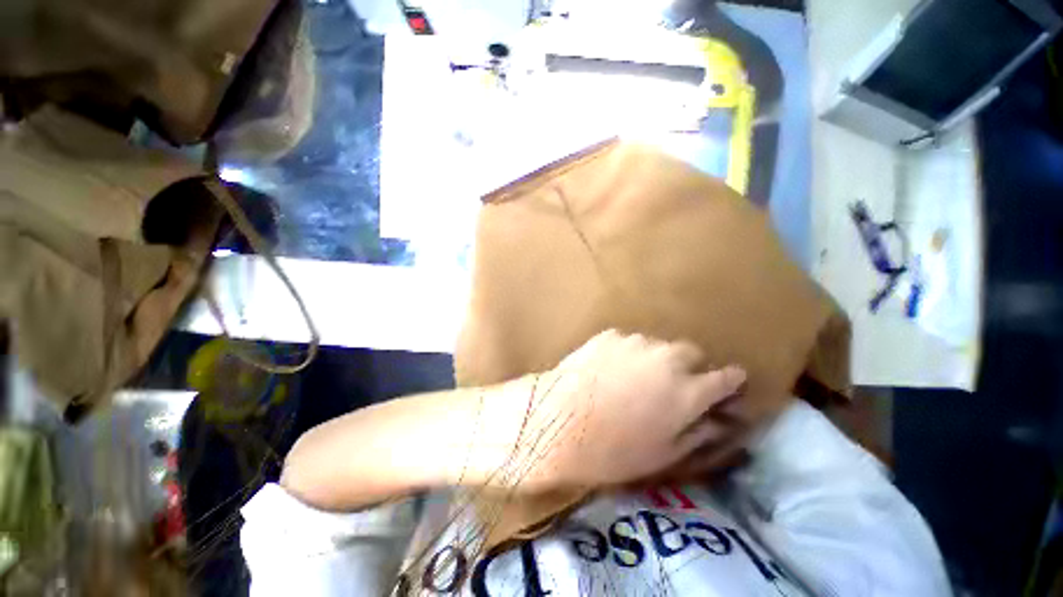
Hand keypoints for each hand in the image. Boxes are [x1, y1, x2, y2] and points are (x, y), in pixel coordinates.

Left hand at [510, 330, 746, 489]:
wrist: (557, 422)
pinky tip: (609, 371)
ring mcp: (635, 341)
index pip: (728, 377)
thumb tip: (721, 421)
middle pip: (693, 353)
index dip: (730, 384)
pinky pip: (629, 343)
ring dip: (656, 360)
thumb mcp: (664, 454)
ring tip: (634, 380)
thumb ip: (699, 432)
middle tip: (672, 388)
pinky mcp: (609, 335)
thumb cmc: (612, 450)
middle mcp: (666, 357)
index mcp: (688, 390)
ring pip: (659, 346)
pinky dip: (628, 354)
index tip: (726, 390)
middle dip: (691, 368)